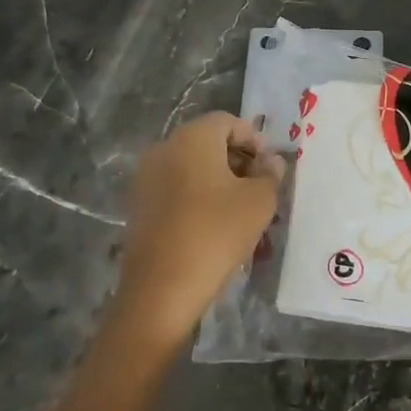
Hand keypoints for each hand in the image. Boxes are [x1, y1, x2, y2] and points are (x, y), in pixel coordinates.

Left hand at [114, 112, 284, 350]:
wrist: (161, 289)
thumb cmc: (216, 233)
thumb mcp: (258, 202)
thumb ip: (270, 174)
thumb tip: (271, 161)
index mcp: (192, 138)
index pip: (227, 122)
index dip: (254, 139)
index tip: (270, 167)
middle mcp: (164, 148)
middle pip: (207, 141)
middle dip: (237, 159)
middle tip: (260, 187)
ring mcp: (146, 177)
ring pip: (190, 166)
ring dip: (218, 179)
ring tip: (241, 209)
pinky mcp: (138, 205)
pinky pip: (175, 188)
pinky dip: (196, 196)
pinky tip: (214, 224)